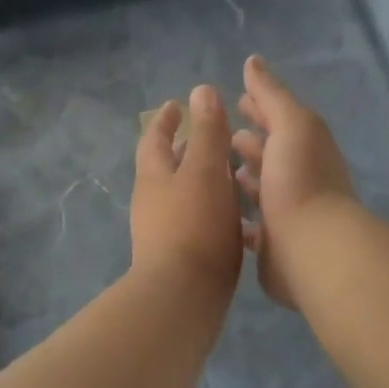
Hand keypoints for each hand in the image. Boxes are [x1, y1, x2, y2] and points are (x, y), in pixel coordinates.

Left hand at [131, 85, 243, 300]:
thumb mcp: (204, 170)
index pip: (155, 138)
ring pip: (182, 194)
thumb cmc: (194, 225)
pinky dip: (211, 208)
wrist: (182, 297)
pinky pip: (194, 220)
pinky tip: (236, 217)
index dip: (166, 120)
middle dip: (184, 149)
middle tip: (209, 136)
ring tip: (231, 173)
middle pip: (166, 167)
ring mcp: (163, 232)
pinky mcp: (179, 256)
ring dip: (201, 180)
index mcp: (154, 176)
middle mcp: (152, 202)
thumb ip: (206, 132)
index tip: (177, 104)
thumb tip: (201, 90)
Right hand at [232, 55, 354, 308]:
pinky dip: (239, 216)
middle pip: (272, 153)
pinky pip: (253, 225)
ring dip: (245, 177)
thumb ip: (271, 94)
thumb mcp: (290, 124)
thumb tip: (253, 61)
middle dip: (250, 141)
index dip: (260, 108)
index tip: (235, 99)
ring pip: (263, 189)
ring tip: (217, 170)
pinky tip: (218, 211)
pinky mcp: (274, 243)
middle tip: (220, 134)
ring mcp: (288, 212)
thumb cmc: (300, 179)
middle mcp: (300, 176)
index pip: (280, 120)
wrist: (311, 247)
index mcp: (306, 146)